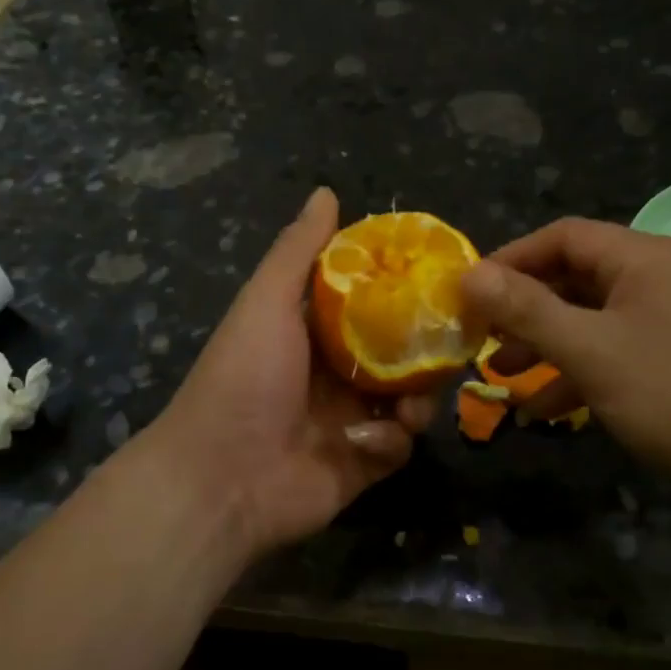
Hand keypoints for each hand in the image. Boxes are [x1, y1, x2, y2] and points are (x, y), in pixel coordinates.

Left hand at [145, 187, 433, 559]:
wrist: (221, 478)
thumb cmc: (244, 378)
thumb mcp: (266, 302)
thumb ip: (298, 250)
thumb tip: (326, 192)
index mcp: (312, 335)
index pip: (370, 306)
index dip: (403, 293)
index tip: (439, 281)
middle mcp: (334, 376)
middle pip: (398, 355)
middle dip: (423, 351)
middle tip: (449, 344)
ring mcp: (350, 423)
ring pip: (408, 400)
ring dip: (417, 399)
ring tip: (413, 401)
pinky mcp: (361, 465)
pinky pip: (397, 446)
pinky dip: (392, 441)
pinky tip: (374, 440)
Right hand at [459, 218, 670, 494]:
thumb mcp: (592, 351)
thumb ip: (528, 310)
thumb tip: (469, 273)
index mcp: (641, 258)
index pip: (562, 237)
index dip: (510, 259)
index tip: (469, 293)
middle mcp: (658, 277)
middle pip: (575, 277)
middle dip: (524, 308)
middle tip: (481, 336)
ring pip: (592, 318)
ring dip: (546, 343)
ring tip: (503, 375)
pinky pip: (616, 350)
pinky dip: (580, 371)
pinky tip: (549, 408)